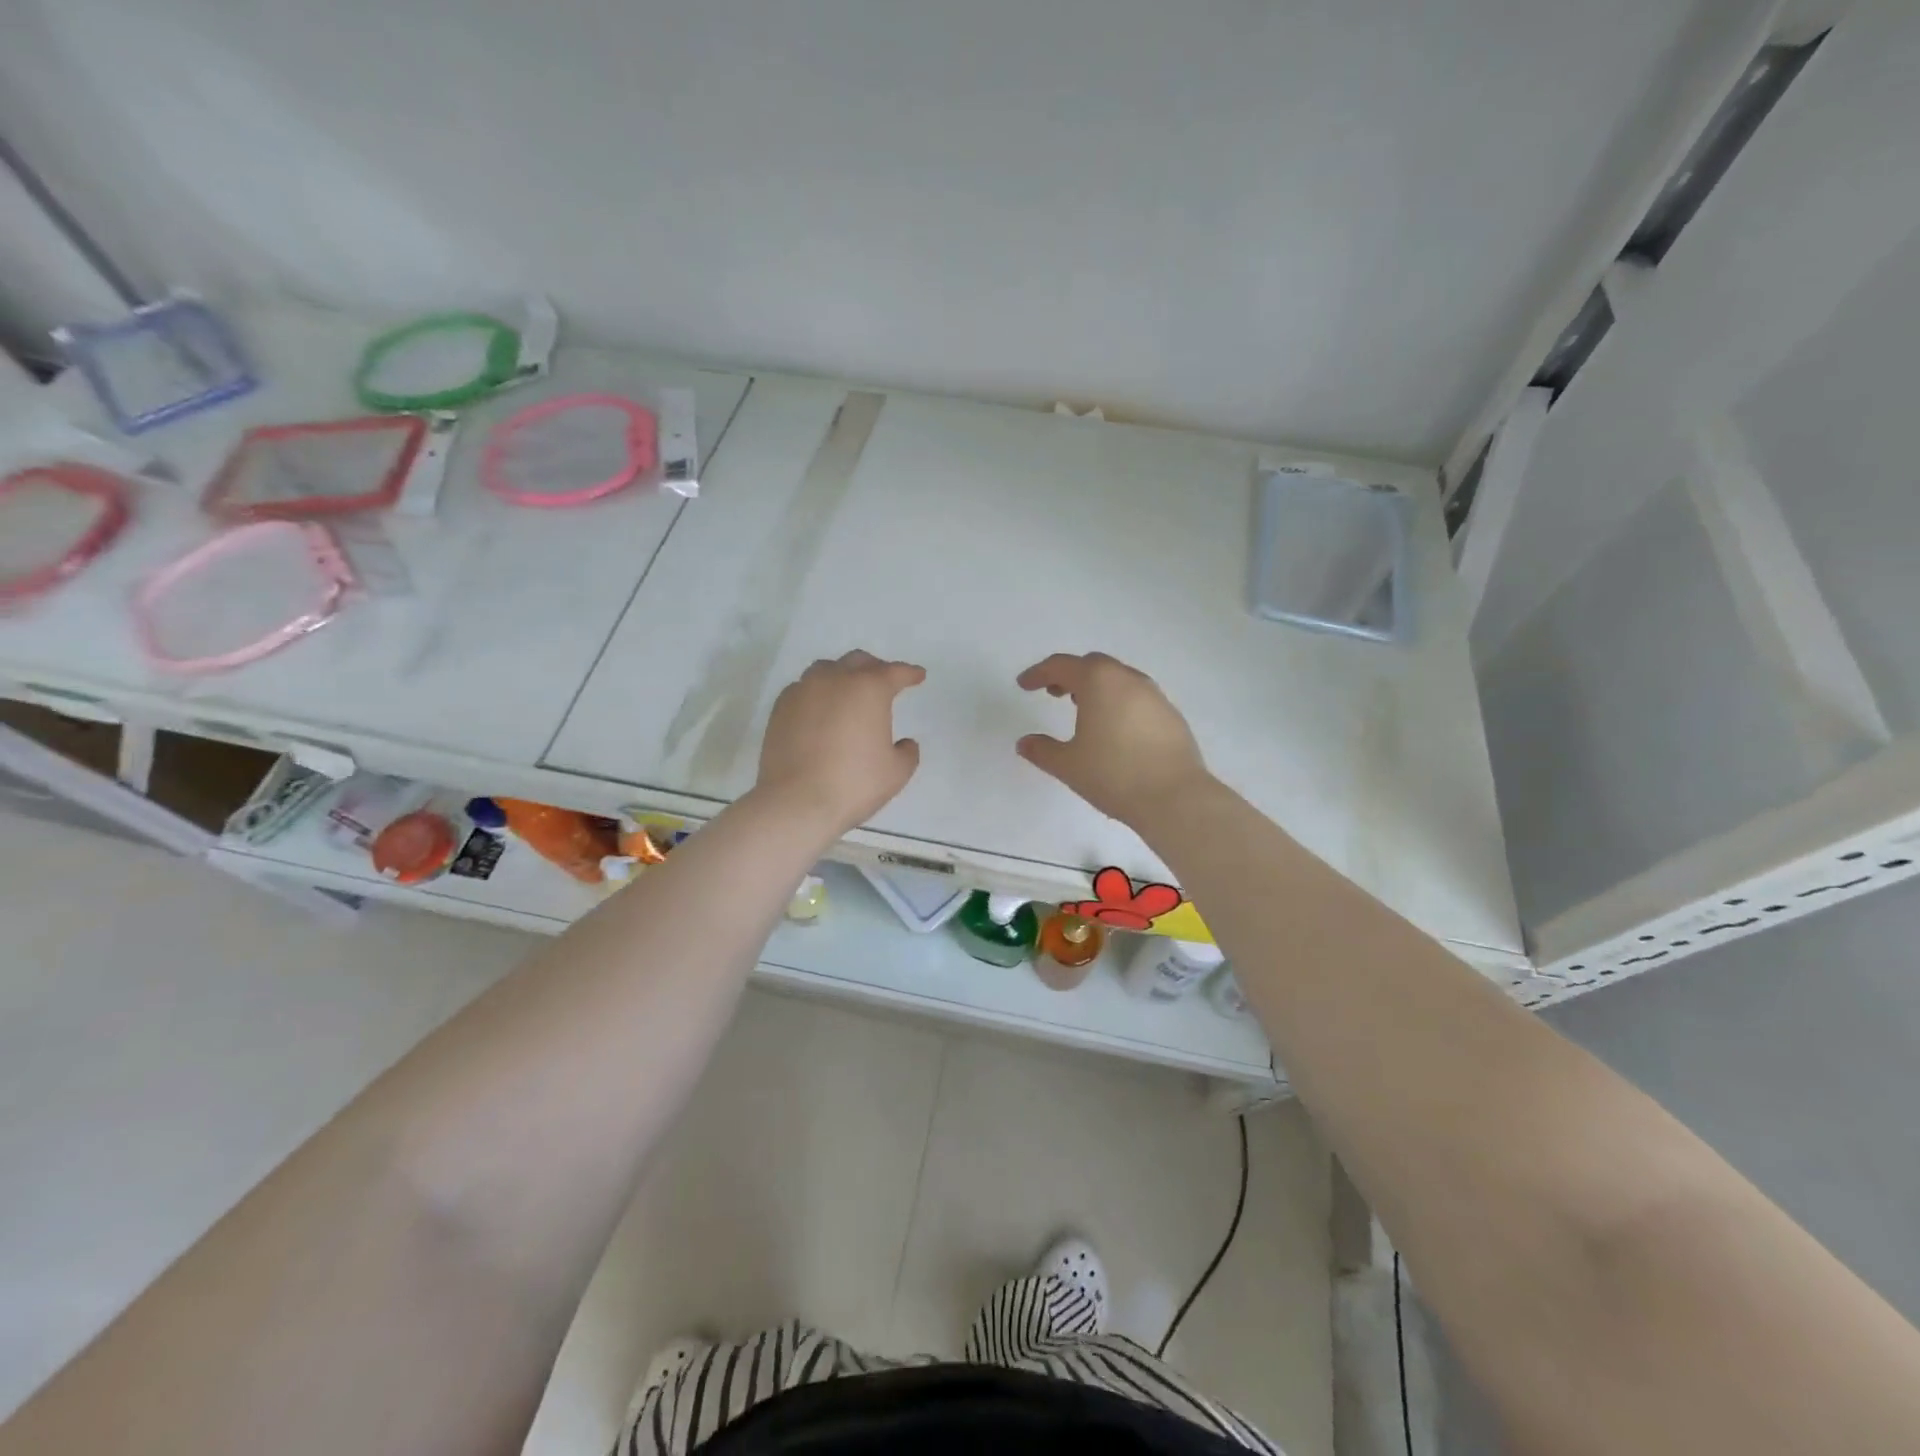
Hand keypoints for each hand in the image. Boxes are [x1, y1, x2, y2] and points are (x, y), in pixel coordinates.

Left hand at [756, 650, 925, 833]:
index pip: (894, 672)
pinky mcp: (780, 708)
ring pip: (826, 669)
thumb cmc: (853, 784)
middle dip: (875, 669)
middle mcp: (835, 680)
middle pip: (858, 661)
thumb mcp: (896, 773)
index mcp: (869, 689)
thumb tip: (904, 743)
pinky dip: (817, 693)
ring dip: (842, 675)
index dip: (909, 673)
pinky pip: (803, 688)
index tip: (918, 676)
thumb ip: (907, 752)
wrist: (796, 802)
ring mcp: (803, 691)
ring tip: (848, 693)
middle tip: (885, 683)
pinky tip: (820, 710)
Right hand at [1015, 652, 1210, 826]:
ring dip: (1096, 687)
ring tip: (1082, 710)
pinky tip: (1114, 729)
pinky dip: (1118, 702)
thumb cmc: (1113, 775)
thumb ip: (1042, 750)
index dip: (1038, 673)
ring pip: (1118, 679)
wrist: (1175, 797)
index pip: (1061, 666)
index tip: (1024, 685)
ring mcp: (1154, 695)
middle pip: (1093, 665)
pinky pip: (1137, 697)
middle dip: (1069, 675)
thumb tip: (1024, 743)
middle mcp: (1128, 679)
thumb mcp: (1068, 765)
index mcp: (1098, 682)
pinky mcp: (1171, 715)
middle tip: (1053, 693)